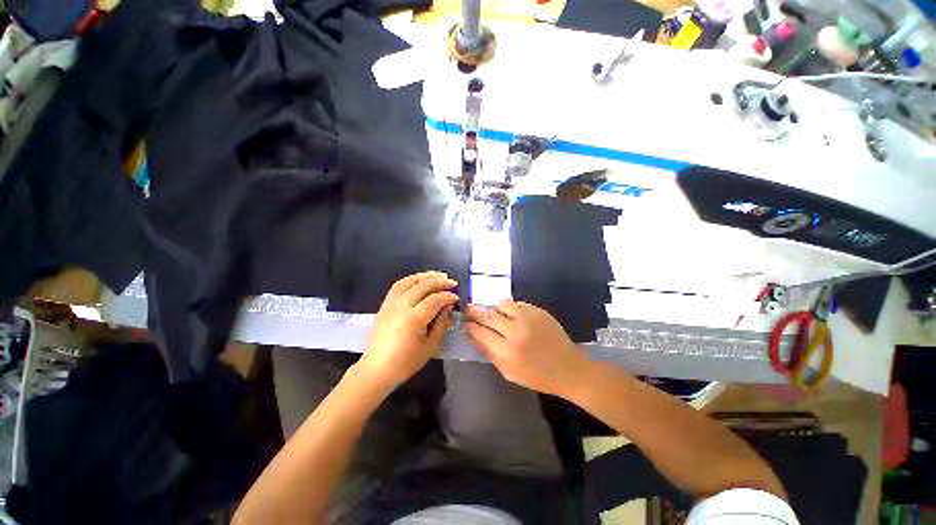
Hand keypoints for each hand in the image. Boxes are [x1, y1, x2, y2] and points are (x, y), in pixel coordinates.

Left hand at [356, 272, 458, 392]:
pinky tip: (420, 280)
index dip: (447, 296)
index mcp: (413, 319)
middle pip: (422, 286)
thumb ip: (441, 324)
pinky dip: (411, 279)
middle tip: (452, 283)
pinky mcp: (385, 304)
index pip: (434, 299)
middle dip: (440, 282)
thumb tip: (448, 306)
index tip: (457, 297)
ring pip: (409, 281)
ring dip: (425, 276)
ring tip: (438, 275)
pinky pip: (398, 285)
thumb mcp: (430, 347)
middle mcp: (401, 307)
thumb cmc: (406, 362)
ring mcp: (390, 304)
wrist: (377, 369)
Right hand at [463, 300, 593, 397]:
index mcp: (507, 351)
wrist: (568, 368)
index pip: (479, 332)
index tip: (463, 322)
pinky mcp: (538, 311)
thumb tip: (472, 336)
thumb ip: (488, 353)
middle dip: (474, 311)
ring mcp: (528, 318)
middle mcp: (515, 331)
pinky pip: (516, 303)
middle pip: (487, 315)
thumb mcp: (508, 372)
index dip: (469, 326)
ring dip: (494, 309)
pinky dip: (510, 308)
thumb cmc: (537, 376)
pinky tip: (512, 316)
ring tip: (494, 314)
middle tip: (467, 308)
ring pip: (501, 304)